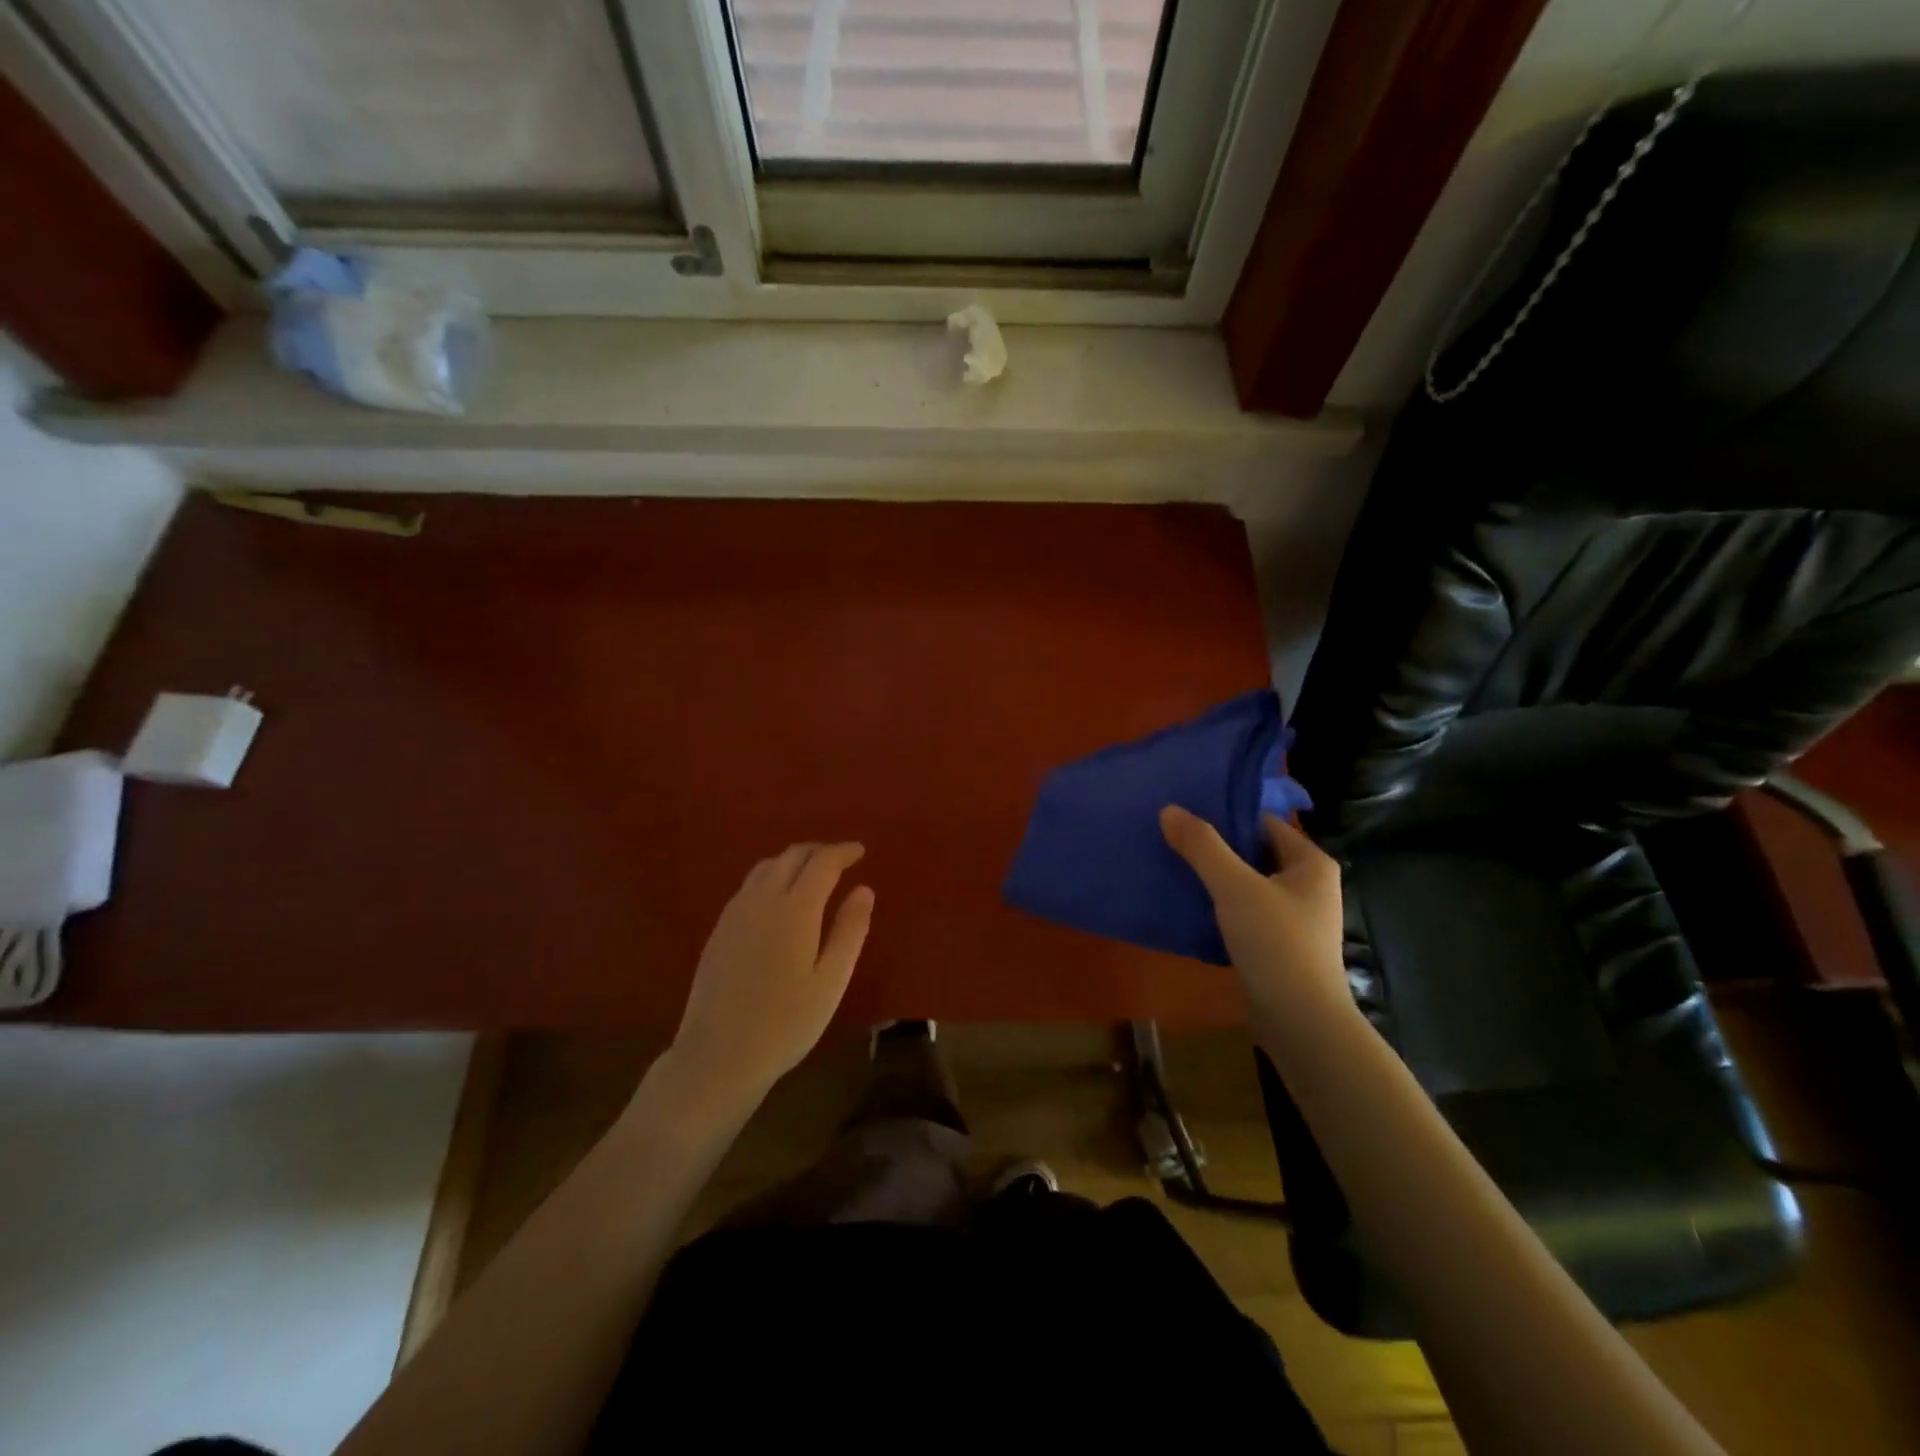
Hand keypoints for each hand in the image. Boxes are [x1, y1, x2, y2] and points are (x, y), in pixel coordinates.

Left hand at [667, 843, 873, 1113]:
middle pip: (791, 856)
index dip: (843, 852)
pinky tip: (779, 899)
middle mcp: (762, 900)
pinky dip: (772, 877)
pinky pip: (749, 886)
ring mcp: (735, 913)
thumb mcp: (831, 981)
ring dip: (793, 861)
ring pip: (766, 867)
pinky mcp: (719, 930)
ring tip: (813, 875)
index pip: (822, 863)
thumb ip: (849, 931)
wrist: (718, 1056)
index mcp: (795, 909)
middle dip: (819, 851)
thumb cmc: (785, 1024)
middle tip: (841, 860)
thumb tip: (864, 889)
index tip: (861, 851)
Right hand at [1160, 806, 1349, 1028]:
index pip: (1263, 823)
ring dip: (1213, 878)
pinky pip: (1243, 913)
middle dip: (1214, 848)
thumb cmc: (1276, 944)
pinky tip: (1188, 906)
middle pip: (1253, 853)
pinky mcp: (1278, 945)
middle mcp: (1308, 885)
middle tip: (1171, 838)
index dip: (1225, 815)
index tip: (1184, 814)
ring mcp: (1294, 918)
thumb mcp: (1235, 887)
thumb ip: (1202, 846)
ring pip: (1246, 885)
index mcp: (1311, 863)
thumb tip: (1168, 809)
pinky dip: (1218, 907)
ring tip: (1172, 867)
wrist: (1300, 1023)